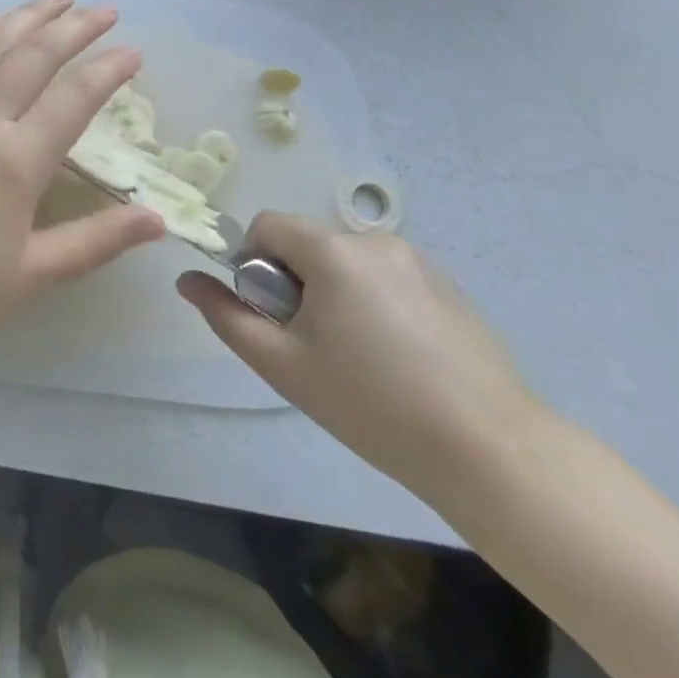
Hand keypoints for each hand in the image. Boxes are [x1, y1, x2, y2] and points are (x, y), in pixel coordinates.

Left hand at [0, 0, 165, 347]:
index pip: (74, 97)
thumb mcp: (32, 275)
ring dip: (27, 14)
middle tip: (105, 7)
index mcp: (15, 162)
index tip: (134, 51)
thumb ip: (98, 241)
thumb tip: (158, 220)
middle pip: (33, 54)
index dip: (108, 69)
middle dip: (74, 25)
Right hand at [178, 213, 545, 502]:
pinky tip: (399, 359)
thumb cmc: (372, 405)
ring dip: (335, 292)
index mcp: (332, 251)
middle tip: (314, 345)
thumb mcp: (284, 365)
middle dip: (296, 283)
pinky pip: (386, 278)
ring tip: (360, 357)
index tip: (275, 316)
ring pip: (347, 262)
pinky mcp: (448, 286)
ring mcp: (418, 261)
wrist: (491, 452)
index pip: (268, 225)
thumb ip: (226, 316)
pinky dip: (374, 302)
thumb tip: (186, 280)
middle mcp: (374, 240)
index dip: (255, 264)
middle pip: (308, 244)